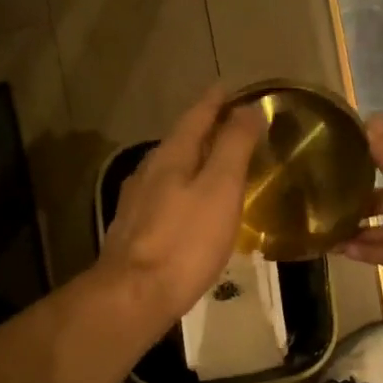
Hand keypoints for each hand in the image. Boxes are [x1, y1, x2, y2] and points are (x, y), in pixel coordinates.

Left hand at [96, 86, 265, 333]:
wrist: (135, 294)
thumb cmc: (185, 241)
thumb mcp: (220, 189)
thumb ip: (234, 147)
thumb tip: (248, 108)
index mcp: (171, 156)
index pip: (196, 116)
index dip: (215, 101)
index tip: (230, 88)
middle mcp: (148, 171)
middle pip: (179, 140)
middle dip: (203, 129)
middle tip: (228, 124)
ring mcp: (136, 201)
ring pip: (168, 169)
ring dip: (191, 159)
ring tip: (212, 162)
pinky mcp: (133, 229)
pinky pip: (162, 195)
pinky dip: (181, 188)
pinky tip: (188, 204)